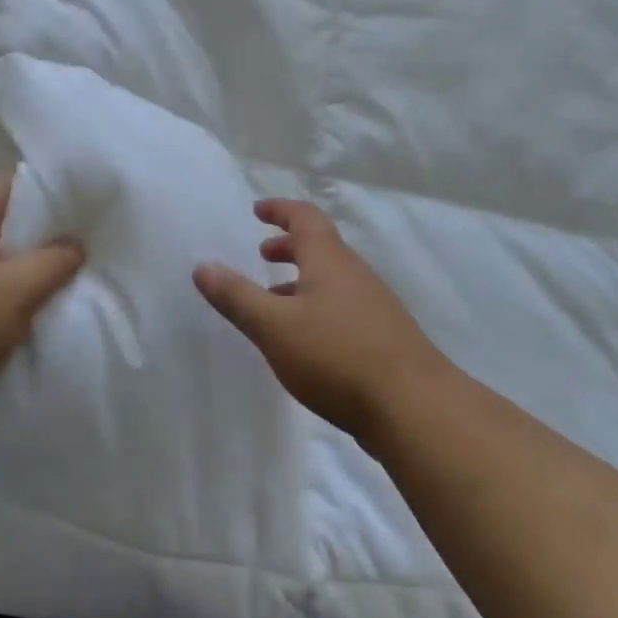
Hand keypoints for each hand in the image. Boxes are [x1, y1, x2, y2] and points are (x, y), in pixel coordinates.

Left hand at [0, 175, 84, 418]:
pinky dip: (7, 288)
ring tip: (60, 273)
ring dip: (24, 263)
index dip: (43, 188)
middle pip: (1, 220)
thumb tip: (76, 244)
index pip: (6, 185)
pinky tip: (29, 304)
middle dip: (39, 230)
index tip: (77, 203)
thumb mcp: (19, 289)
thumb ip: (54, 261)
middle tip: (77, 241)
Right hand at [193, 200, 449, 443]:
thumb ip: (237, 296)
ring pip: (331, 280)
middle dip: (289, 247)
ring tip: (274, 302)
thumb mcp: (274, 326)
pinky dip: (316, 307)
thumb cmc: (337, 356)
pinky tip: (305, 341)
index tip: (257, 210)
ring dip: (301, 280)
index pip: (304, 219)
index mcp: (329, 261)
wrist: (414, 408)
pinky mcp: (383, 338)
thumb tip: (203, 266)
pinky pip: (342, 307)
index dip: (280, 210)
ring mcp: (374, 306)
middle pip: (320, 248)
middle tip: (262, 254)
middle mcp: (354, 275)